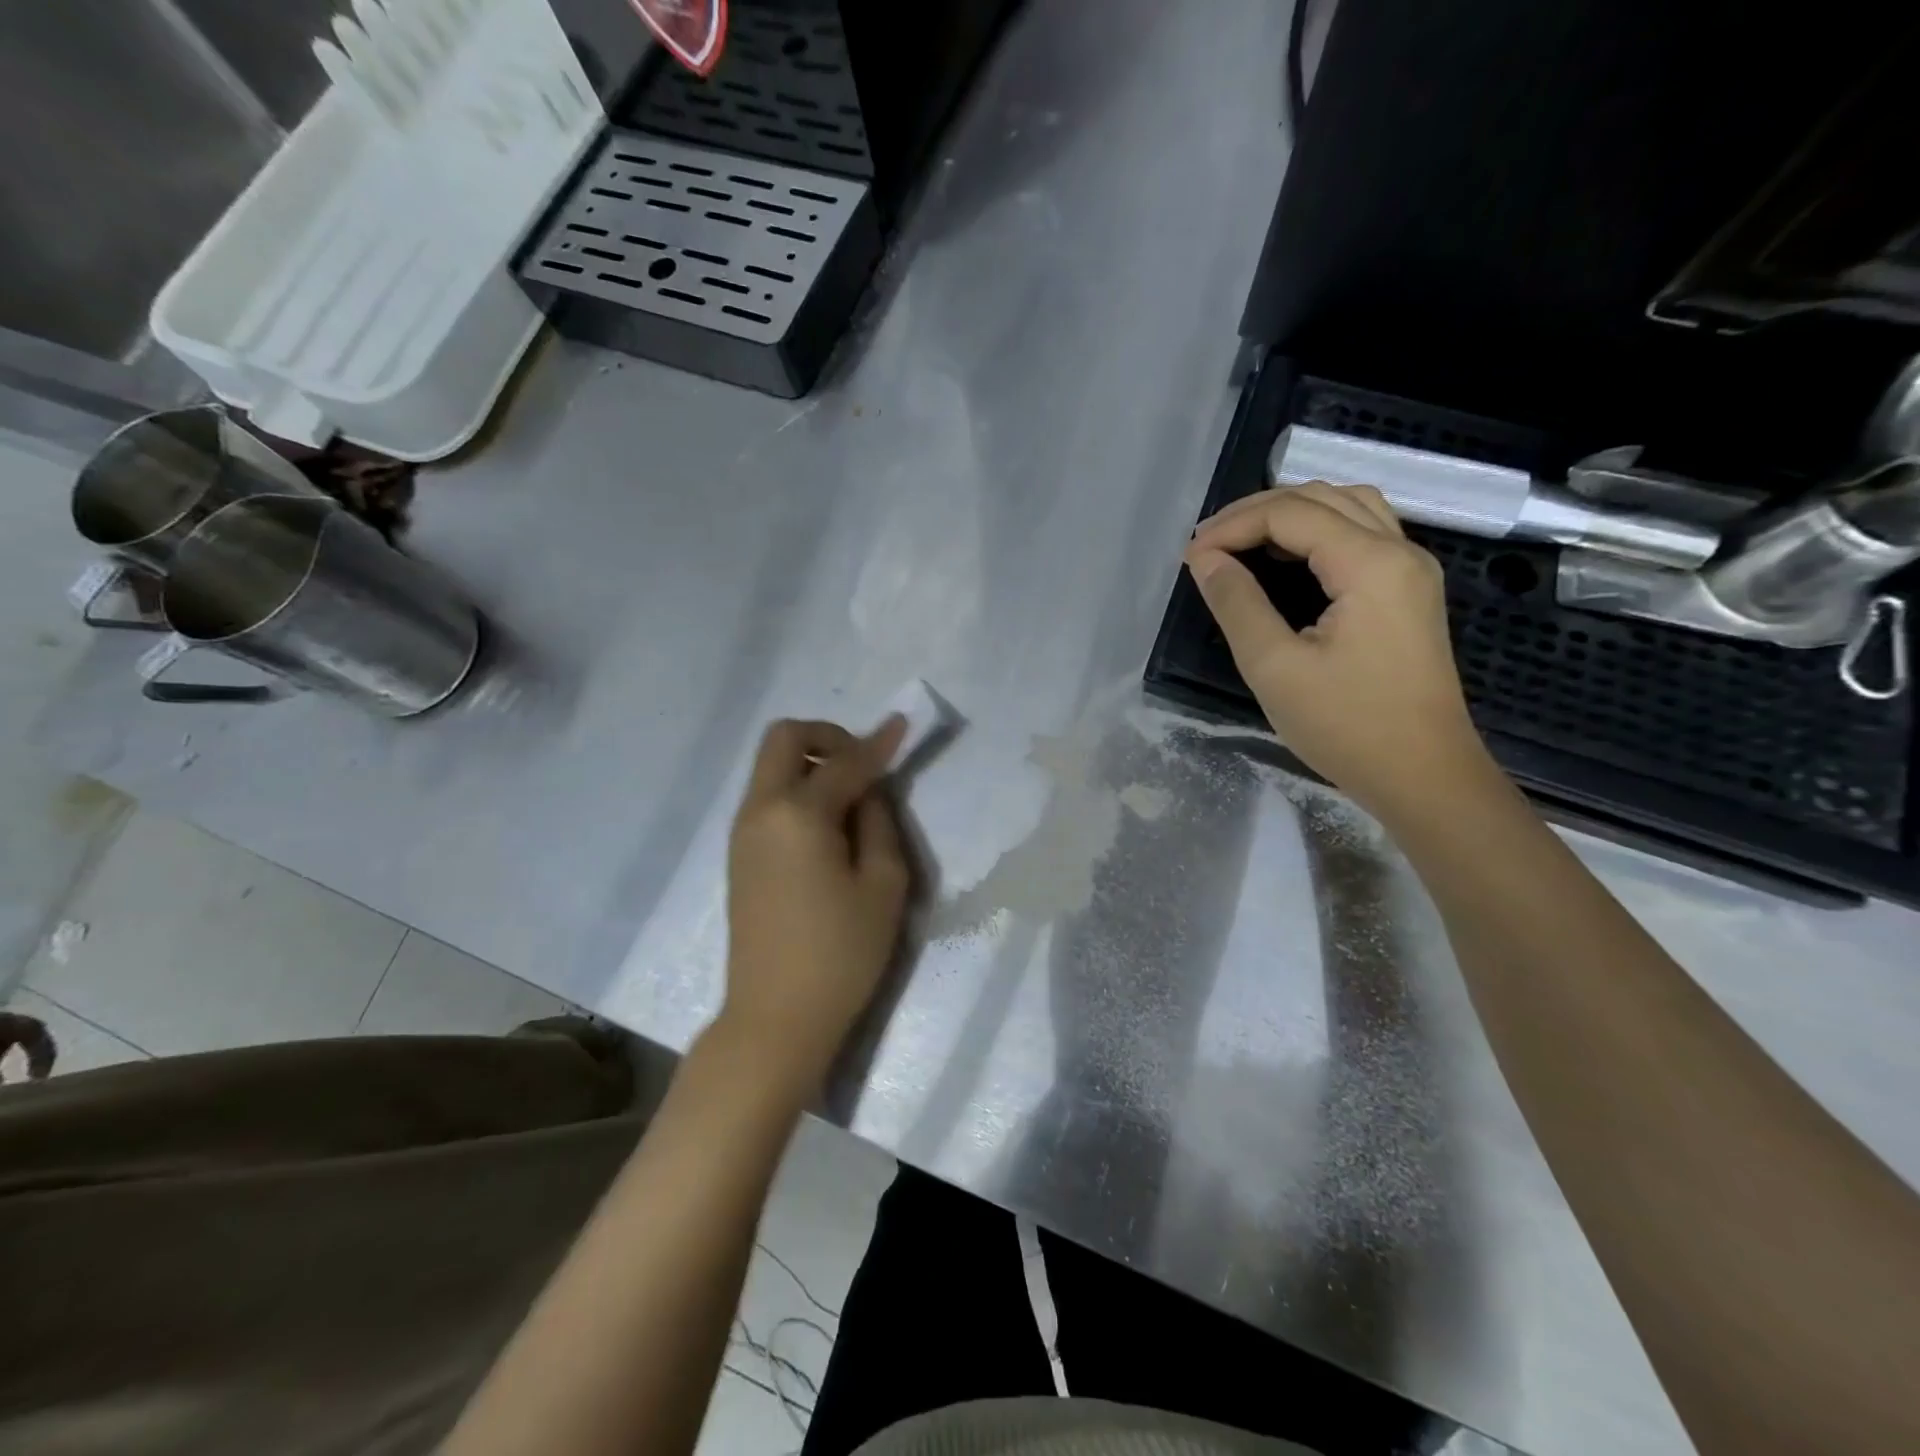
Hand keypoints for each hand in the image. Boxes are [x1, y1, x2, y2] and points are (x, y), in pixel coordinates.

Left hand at [717, 716, 910, 1096]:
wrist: (775, 1017)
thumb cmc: (840, 954)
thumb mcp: (883, 886)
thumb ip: (879, 823)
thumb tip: (868, 791)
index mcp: (798, 815)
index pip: (845, 762)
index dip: (878, 742)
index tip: (902, 724)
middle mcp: (761, 811)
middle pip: (784, 739)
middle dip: (827, 736)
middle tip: (863, 763)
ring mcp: (742, 833)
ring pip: (771, 767)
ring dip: (810, 763)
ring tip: (851, 800)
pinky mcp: (739, 855)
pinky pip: (767, 798)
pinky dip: (797, 790)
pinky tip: (827, 826)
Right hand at [1183, 482, 1494, 820]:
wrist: (1423, 776)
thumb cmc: (1346, 726)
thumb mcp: (1275, 667)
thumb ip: (1237, 604)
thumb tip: (1205, 559)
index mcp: (1371, 563)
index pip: (1290, 514)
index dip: (1233, 526)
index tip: (1189, 557)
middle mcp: (1399, 551)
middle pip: (1322, 497)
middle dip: (1257, 511)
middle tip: (1207, 545)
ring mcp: (1411, 570)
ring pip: (1347, 508)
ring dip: (1290, 514)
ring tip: (1242, 542)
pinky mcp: (1409, 592)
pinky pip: (1362, 533)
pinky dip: (1317, 531)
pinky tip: (1286, 557)